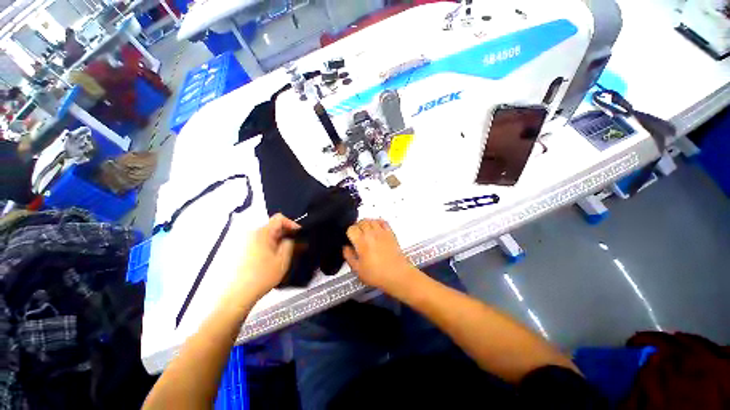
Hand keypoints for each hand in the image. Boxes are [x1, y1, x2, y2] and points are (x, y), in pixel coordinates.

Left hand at [236, 214, 299, 297]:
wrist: (238, 294)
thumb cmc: (262, 276)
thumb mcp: (283, 259)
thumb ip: (290, 243)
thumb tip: (290, 238)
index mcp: (262, 233)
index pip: (279, 218)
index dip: (292, 224)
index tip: (299, 234)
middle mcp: (251, 234)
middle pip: (273, 227)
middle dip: (286, 234)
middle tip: (296, 246)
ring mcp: (245, 242)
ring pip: (267, 236)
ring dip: (279, 241)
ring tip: (286, 254)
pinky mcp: (241, 251)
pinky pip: (260, 242)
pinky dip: (270, 246)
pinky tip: (274, 259)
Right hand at [343, 219, 417, 296]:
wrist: (397, 275)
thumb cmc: (378, 274)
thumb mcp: (357, 269)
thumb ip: (349, 256)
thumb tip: (345, 248)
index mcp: (362, 242)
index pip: (351, 228)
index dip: (349, 233)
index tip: (350, 239)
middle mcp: (371, 234)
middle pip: (361, 222)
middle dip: (357, 227)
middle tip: (356, 235)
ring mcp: (382, 232)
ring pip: (371, 220)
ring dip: (366, 223)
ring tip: (365, 231)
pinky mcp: (390, 233)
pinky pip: (382, 221)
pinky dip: (377, 222)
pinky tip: (376, 227)